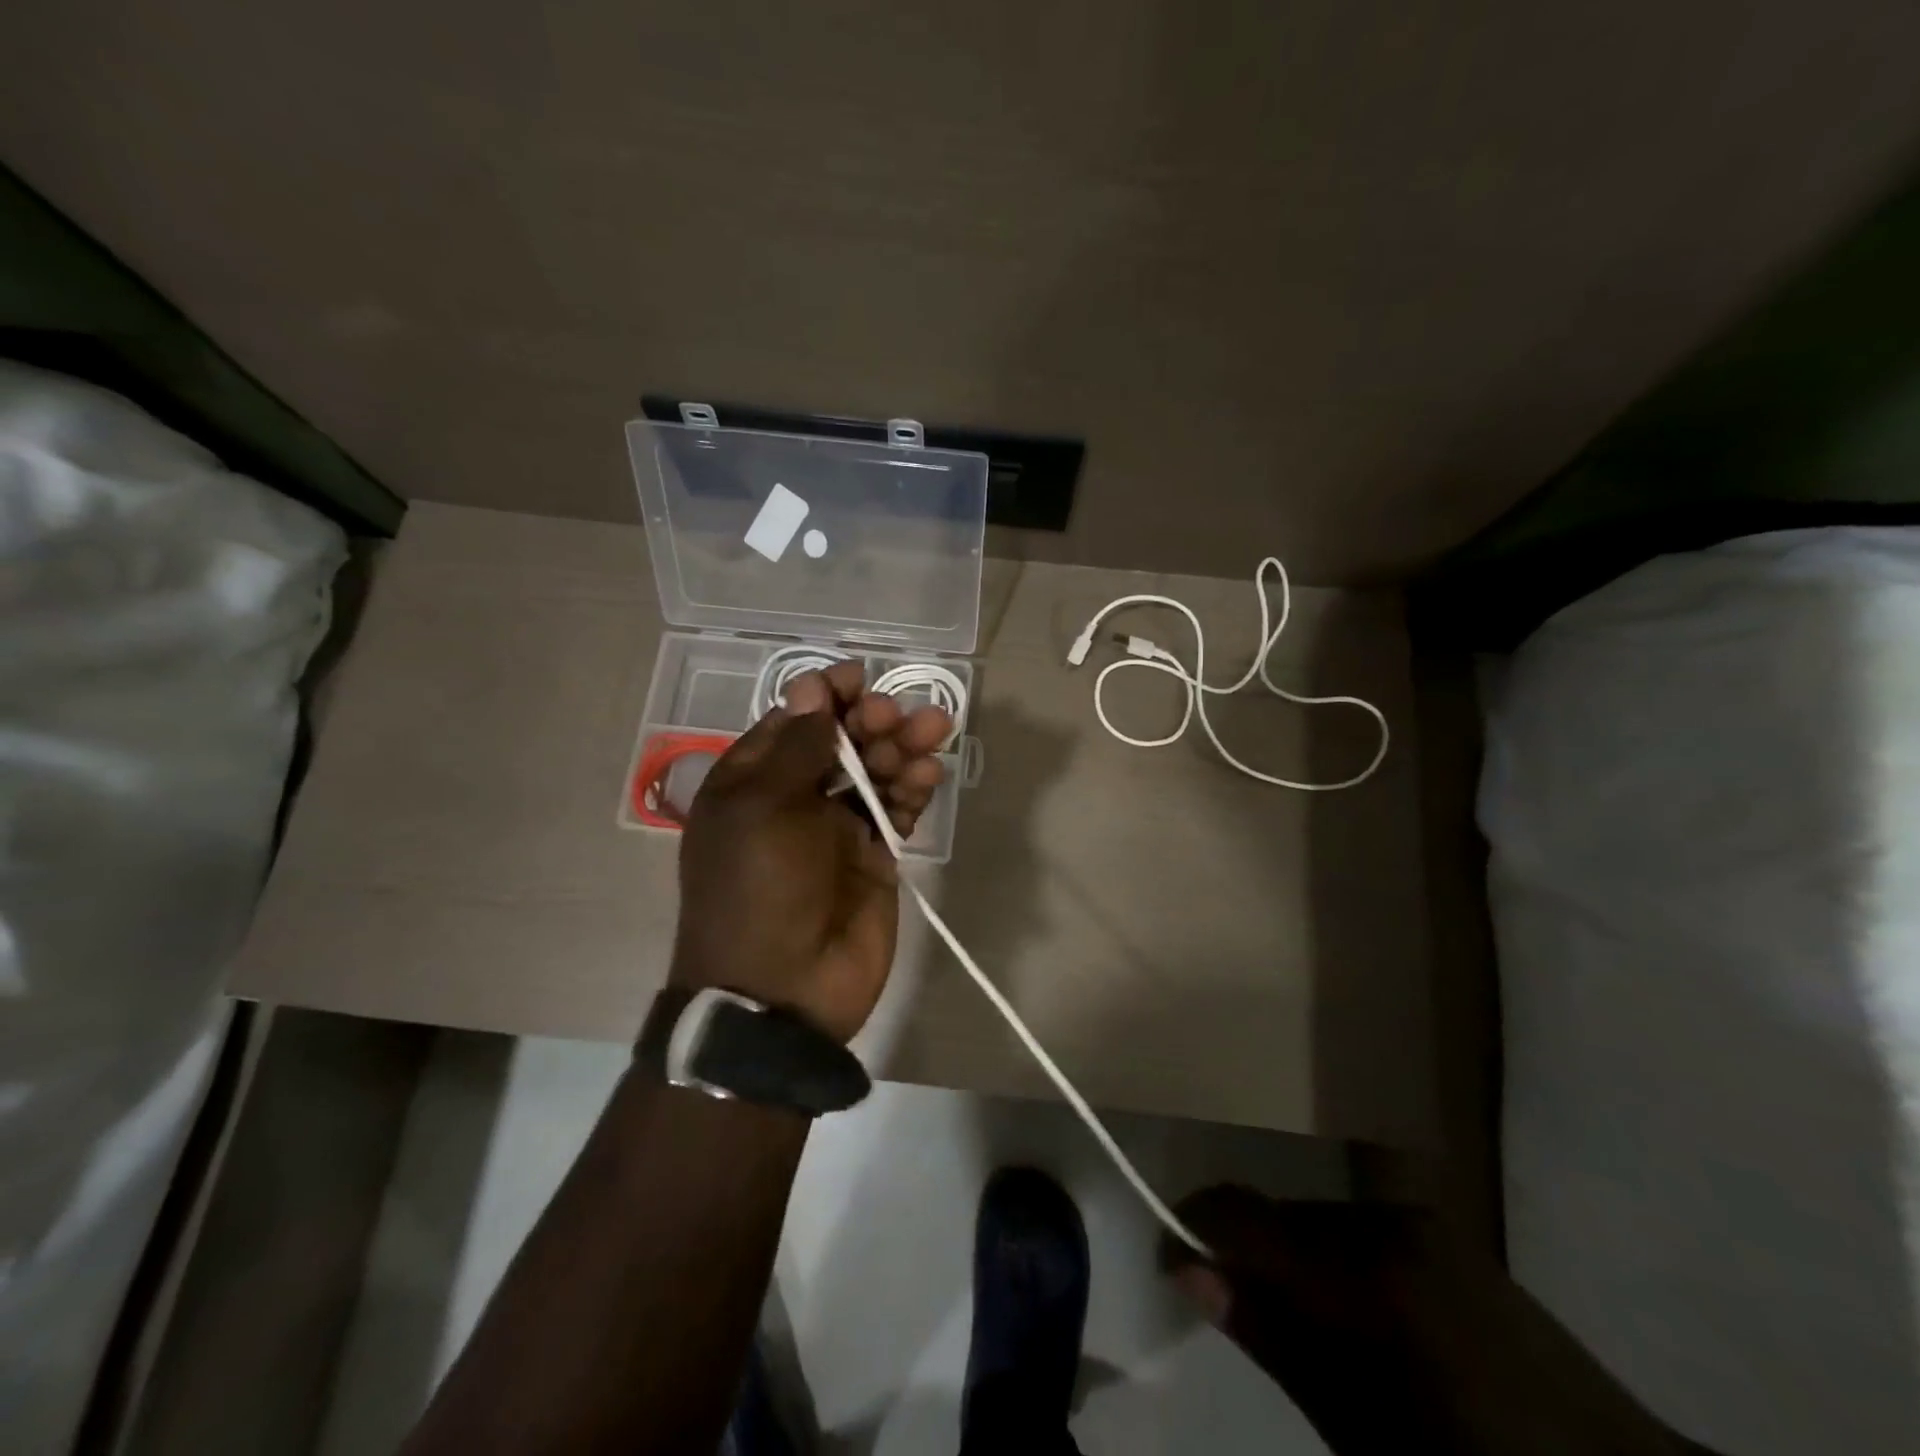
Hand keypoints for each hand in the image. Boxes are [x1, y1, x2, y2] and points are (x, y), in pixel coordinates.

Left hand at [669, 660, 951, 1042]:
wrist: (782, 993)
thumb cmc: (758, 890)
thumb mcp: (762, 809)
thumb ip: (797, 746)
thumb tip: (810, 685)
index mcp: (752, 782)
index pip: (793, 721)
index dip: (826, 695)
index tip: (860, 677)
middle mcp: (794, 798)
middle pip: (840, 741)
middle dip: (871, 721)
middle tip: (895, 717)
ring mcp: (836, 829)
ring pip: (874, 772)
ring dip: (902, 748)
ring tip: (934, 731)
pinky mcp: (873, 856)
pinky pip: (896, 810)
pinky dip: (913, 789)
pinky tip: (929, 774)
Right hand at [1162, 1187, 1717, 1455]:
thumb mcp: (1359, 1430)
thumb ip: (1271, 1335)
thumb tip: (1187, 1267)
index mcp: (1360, 1269)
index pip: (1240, 1213)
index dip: (1192, 1225)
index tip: (1170, 1259)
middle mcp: (1383, 1221)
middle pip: (1279, 1215)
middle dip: (1247, 1251)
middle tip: (1236, 1304)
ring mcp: (1420, 1220)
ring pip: (1317, 1220)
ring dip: (1294, 1258)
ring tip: (1304, 1320)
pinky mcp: (1446, 1232)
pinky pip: (1361, 1228)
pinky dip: (1337, 1260)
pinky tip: (1358, 1311)